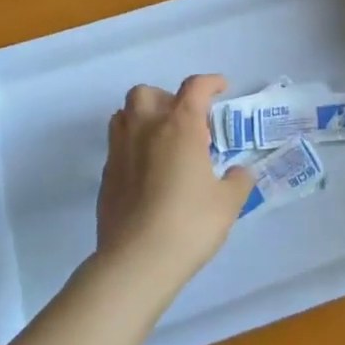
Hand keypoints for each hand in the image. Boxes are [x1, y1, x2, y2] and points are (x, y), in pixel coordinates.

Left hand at [96, 74, 252, 294]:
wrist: (136, 261)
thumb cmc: (189, 224)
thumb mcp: (228, 203)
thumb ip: (237, 181)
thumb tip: (239, 173)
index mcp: (180, 126)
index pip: (195, 88)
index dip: (210, 83)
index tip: (220, 88)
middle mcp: (146, 128)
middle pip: (147, 92)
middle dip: (166, 98)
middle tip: (185, 122)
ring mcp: (120, 150)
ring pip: (124, 114)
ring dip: (143, 118)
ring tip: (162, 141)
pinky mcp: (106, 175)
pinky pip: (117, 146)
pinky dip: (132, 147)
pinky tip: (147, 172)